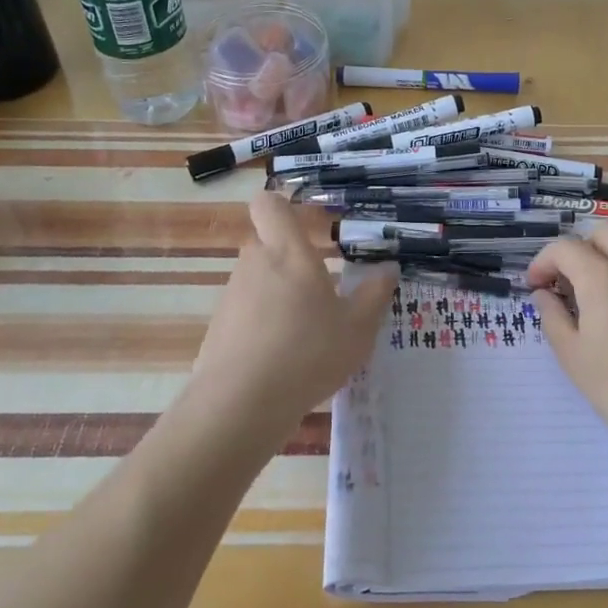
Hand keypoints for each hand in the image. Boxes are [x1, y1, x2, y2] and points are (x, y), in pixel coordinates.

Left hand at [187, 191, 397, 439]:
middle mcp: (255, 263)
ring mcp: (232, 295)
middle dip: (293, 258)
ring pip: (258, 278)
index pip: (270, 203)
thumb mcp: (357, 328)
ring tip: (308, 328)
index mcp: (289, 252)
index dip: (284, 205)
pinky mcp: (219, 327)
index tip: (310, 222)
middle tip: (324, 284)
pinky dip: (264, 323)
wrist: (240, 404)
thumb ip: (375, 294)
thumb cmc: (308, 352)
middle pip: (268, 243)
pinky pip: (246, 311)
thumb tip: (388, 268)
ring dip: (280, 292)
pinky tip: (283, 356)